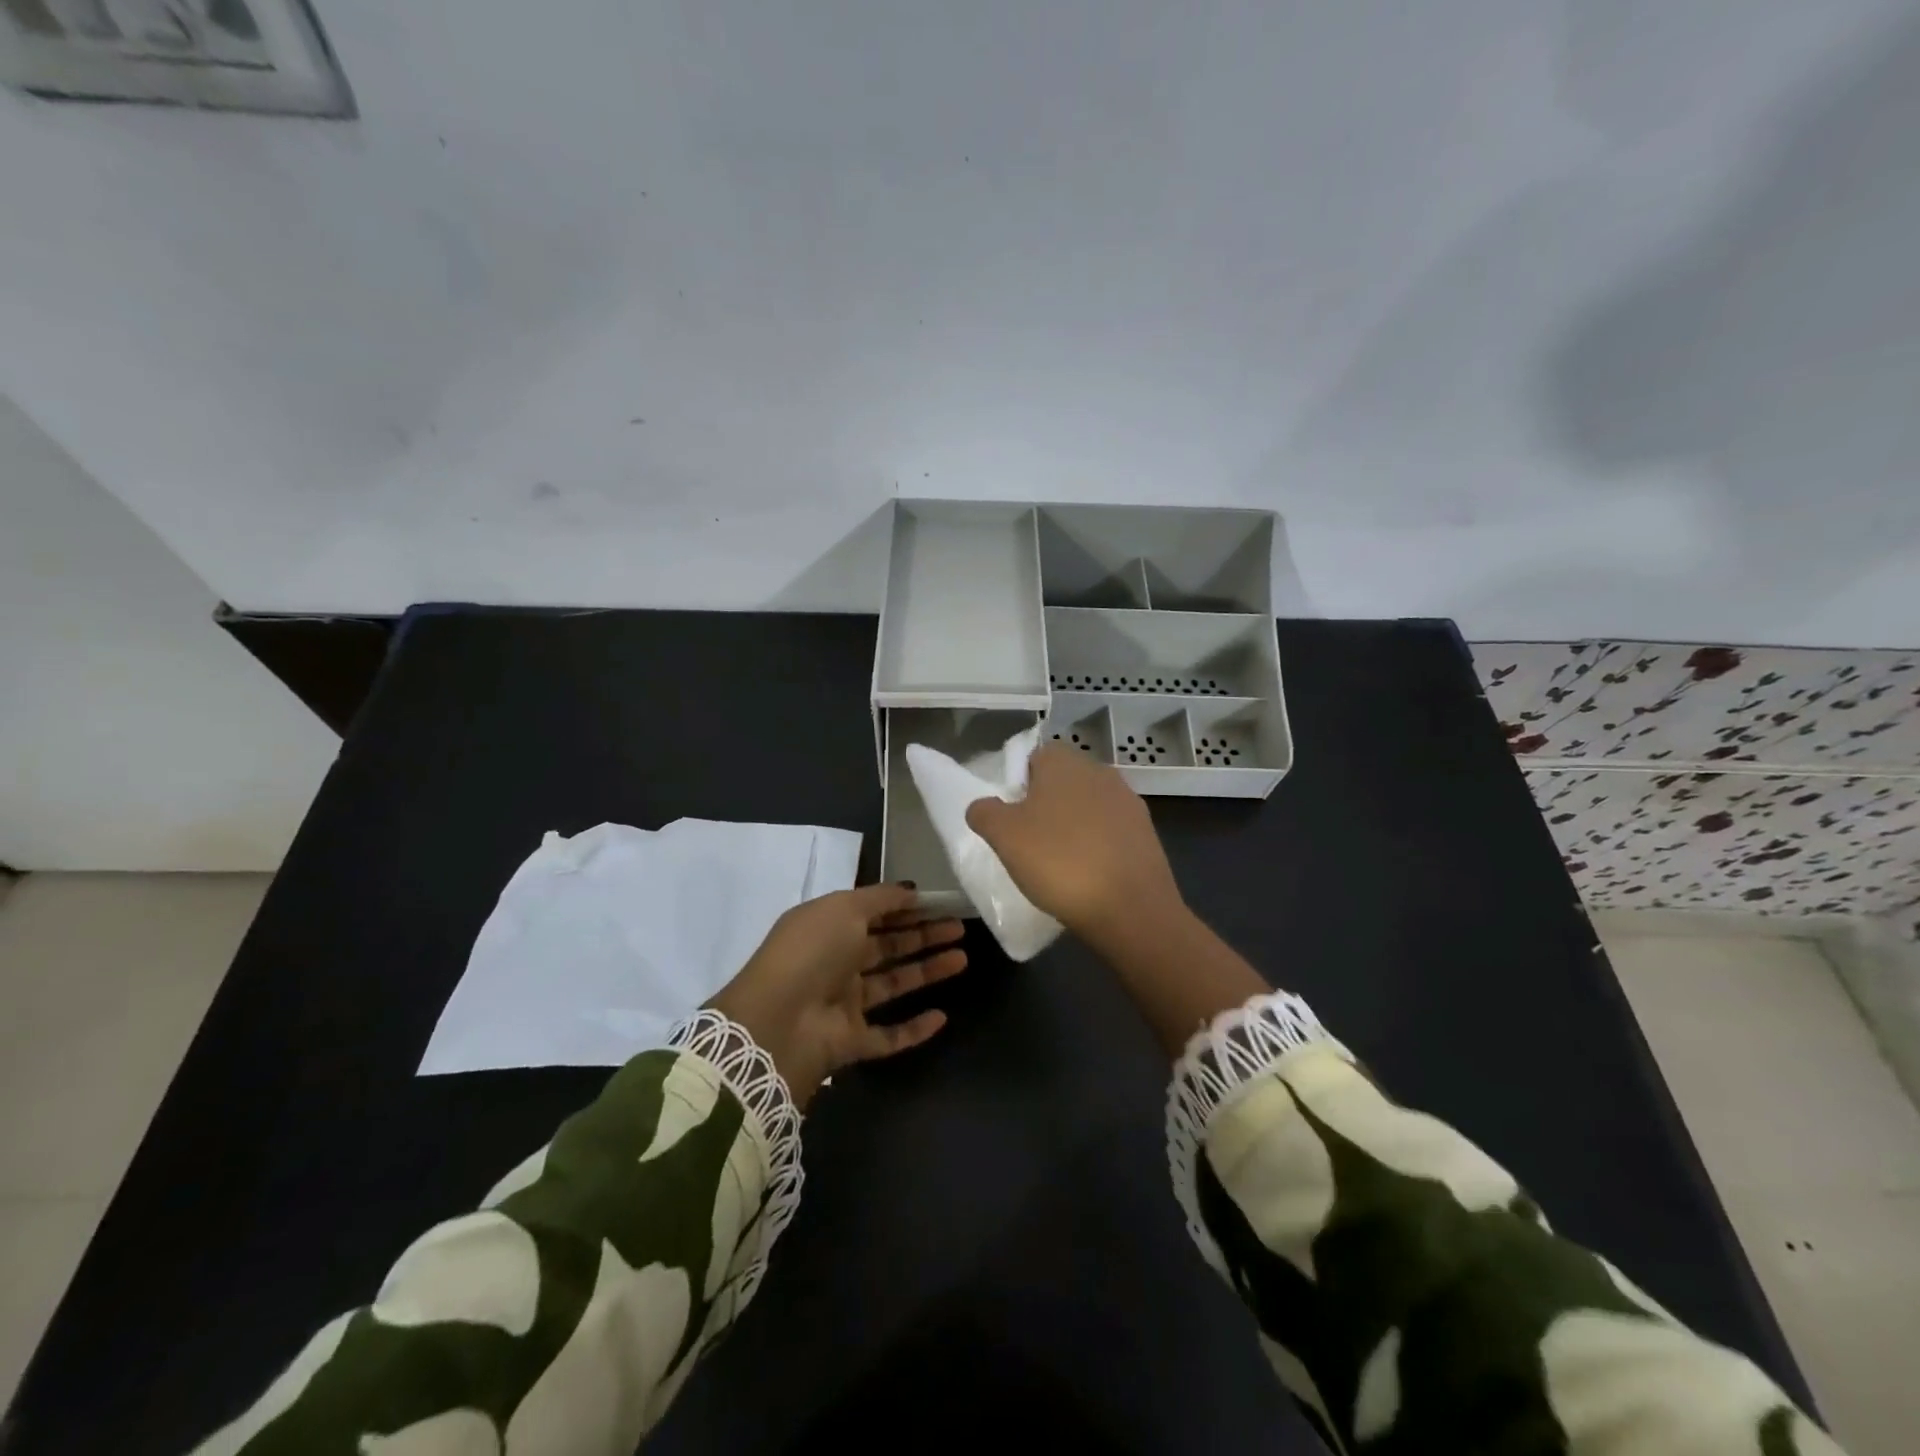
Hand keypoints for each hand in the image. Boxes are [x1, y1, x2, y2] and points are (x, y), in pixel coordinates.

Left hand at [708, 884, 966, 1108]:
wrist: (778, 1022)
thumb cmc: (812, 952)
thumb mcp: (844, 907)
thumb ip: (880, 898)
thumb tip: (911, 890)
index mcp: (828, 927)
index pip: (874, 914)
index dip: (906, 907)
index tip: (940, 902)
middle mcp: (836, 963)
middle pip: (887, 946)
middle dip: (923, 935)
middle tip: (960, 927)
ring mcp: (843, 1004)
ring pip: (893, 984)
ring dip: (927, 971)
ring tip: (962, 957)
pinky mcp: (851, 1042)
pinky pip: (888, 1035)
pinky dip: (914, 1029)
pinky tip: (941, 1017)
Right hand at [965, 745, 1185, 951]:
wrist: (1131, 907)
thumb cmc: (1059, 862)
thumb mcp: (1003, 836)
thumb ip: (985, 812)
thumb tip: (983, 806)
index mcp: (1064, 762)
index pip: (1035, 757)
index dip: (1019, 783)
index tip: (1011, 817)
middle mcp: (1100, 772)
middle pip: (1063, 781)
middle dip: (1046, 805)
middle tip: (1029, 841)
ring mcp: (1128, 802)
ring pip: (1089, 806)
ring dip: (1074, 826)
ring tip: (1059, 863)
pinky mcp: (1147, 833)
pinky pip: (1111, 832)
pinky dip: (1098, 846)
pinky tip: (1088, 875)